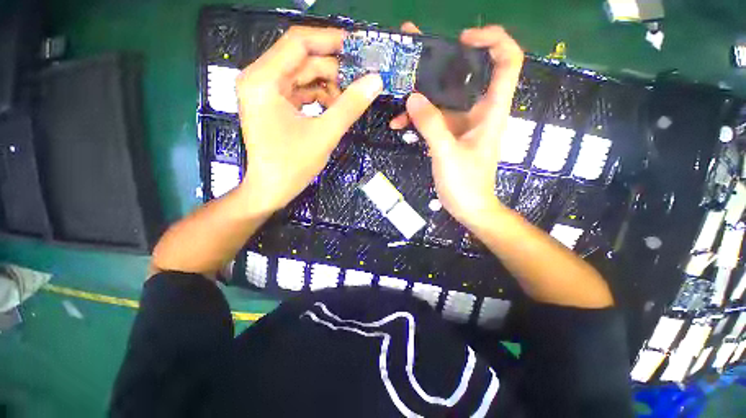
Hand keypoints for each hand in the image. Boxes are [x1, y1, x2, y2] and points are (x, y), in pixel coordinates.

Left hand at [236, 26, 382, 212]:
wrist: (271, 190)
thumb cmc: (292, 165)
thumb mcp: (325, 134)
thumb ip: (351, 106)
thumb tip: (375, 81)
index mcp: (264, 80)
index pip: (298, 42)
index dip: (330, 41)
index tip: (357, 48)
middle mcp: (260, 79)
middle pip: (302, 60)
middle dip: (333, 71)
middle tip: (360, 82)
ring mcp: (265, 92)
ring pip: (303, 76)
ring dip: (328, 87)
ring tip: (348, 103)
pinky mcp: (273, 104)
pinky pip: (300, 91)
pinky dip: (320, 97)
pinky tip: (335, 109)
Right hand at [393, 23, 522, 227]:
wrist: (468, 207)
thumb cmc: (466, 184)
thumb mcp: (447, 154)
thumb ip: (432, 125)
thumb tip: (412, 97)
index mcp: (491, 110)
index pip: (507, 61)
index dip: (492, 40)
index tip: (462, 38)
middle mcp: (478, 111)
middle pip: (467, 73)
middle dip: (442, 59)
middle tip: (414, 48)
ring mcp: (461, 123)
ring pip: (444, 97)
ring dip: (421, 92)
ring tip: (397, 84)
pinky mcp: (449, 134)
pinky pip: (433, 118)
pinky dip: (417, 118)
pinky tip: (399, 125)